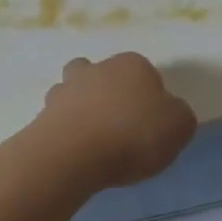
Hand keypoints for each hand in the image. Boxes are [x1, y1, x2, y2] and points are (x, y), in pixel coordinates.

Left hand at [38, 52, 197, 189]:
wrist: (73, 155)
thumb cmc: (134, 135)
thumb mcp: (179, 126)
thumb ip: (178, 116)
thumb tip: (168, 114)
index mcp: (133, 64)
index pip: (147, 74)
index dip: (151, 98)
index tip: (152, 125)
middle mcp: (97, 68)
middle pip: (105, 76)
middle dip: (110, 95)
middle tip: (120, 127)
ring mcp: (65, 90)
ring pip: (75, 92)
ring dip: (82, 109)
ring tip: (92, 141)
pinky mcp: (42, 116)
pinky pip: (58, 120)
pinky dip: (66, 132)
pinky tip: (76, 154)